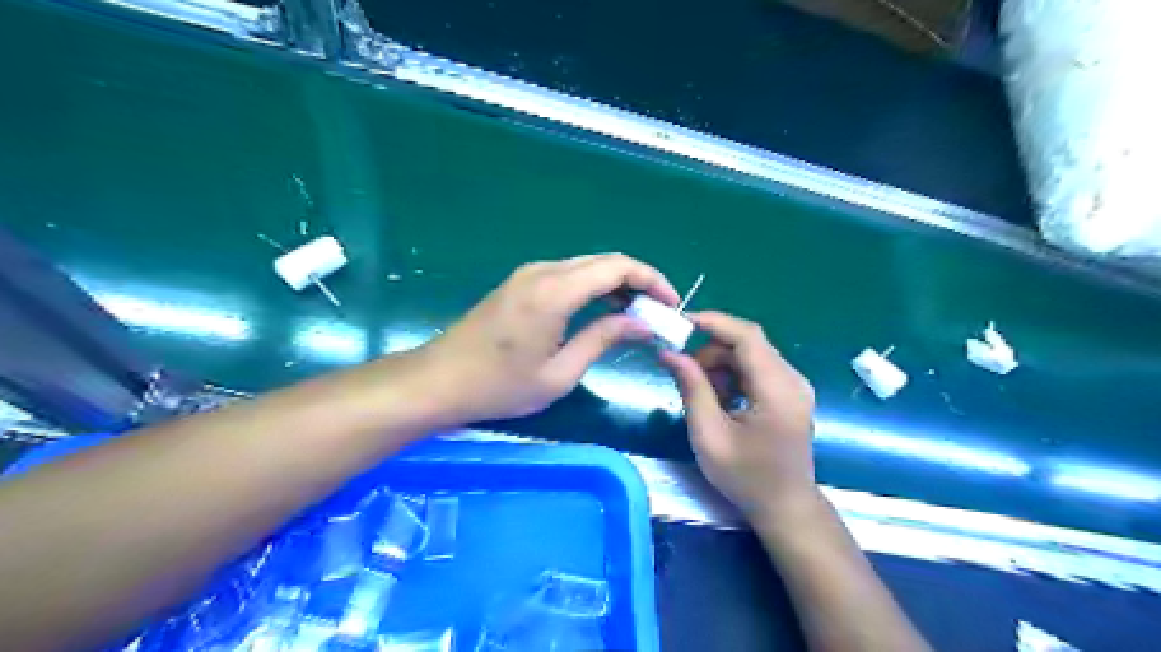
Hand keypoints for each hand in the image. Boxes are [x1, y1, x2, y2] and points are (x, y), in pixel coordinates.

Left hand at [425, 251, 682, 424]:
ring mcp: (529, 274)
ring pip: (586, 266)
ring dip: (616, 284)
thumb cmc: (500, 386)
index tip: (671, 305)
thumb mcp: (560, 373)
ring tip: (636, 315)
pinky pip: (568, 275)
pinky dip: (593, 287)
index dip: (652, 280)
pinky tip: (602, 311)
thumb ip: (603, 339)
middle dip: (638, 281)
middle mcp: (544, 271)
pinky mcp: (520, 283)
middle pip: (604, 261)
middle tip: (657, 312)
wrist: (439, 381)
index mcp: (555, 291)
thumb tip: (642, 324)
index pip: (618, 267)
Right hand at [661, 311, 815, 523]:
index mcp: (777, 389)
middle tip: (686, 374)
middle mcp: (792, 379)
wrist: (785, 507)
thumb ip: (692, 388)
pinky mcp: (790, 393)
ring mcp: (794, 385)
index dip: (714, 322)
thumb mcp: (709, 435)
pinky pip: (757, 369)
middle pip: (747, 344)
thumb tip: (670, 354)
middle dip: (711, 351)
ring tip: (703, 395)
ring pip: (750, 355)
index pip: (747, 336)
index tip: (680, 323)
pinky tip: (721, 400)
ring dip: (721, 365)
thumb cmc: (745, 477)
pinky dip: (733, 375)